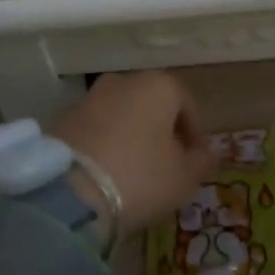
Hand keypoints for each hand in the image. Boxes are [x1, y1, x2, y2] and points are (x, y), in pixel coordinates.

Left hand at [51, 73, 215, 237]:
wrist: (70, 194)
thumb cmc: (140, 176)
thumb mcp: (183, 178)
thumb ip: (201, 162)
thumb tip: (208, 153)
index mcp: (159, 85)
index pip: (187, 104)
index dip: (194, 134)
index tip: (195, 161)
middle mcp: (125, 81)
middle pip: (152, 105)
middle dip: (161, 132)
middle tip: (166, 166)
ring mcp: (91, 98)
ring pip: (123, 115)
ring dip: (132, 137)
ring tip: (135, 173)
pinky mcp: (65, 119)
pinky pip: (98, 129)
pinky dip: (107, 144)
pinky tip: (109, 173)